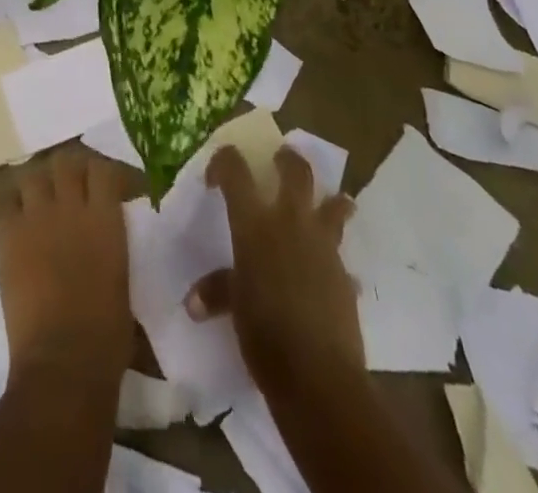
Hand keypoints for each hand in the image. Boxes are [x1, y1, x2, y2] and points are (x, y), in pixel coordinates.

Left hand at [0, 151, 131, 389]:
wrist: (63, 361)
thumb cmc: (106, 334)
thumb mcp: (121, 277)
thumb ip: (111, 242)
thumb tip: (103, 235)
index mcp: (105, 218)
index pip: (102, 169)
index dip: (100, 174)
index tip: (101, 186)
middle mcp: (71, 206)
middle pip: (65, 161)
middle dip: (66, 171)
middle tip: (67, 188)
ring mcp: (36, 216)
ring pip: (32, 175)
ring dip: (37, 186)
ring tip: (38, 202)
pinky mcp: (7, 234)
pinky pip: (4, 203)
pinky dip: (11, 208)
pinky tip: (16, 224)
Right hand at [185, 145, 362, 394]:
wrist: (318, 377)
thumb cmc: (264, 333)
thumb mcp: (234, 307)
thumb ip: (217, 292)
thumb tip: (193, 303)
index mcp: (254, 223)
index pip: (235, 170)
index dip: (223, 162)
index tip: (216, 176)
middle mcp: (289, 222)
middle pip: (296, 171)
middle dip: (289, 160)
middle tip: (281, 160)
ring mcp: (322, 246)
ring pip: (334, 206)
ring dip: (332, 201)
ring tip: (331, 202)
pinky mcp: (344, 274)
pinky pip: (341, 255)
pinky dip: (335, 257)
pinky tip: (332, 272)